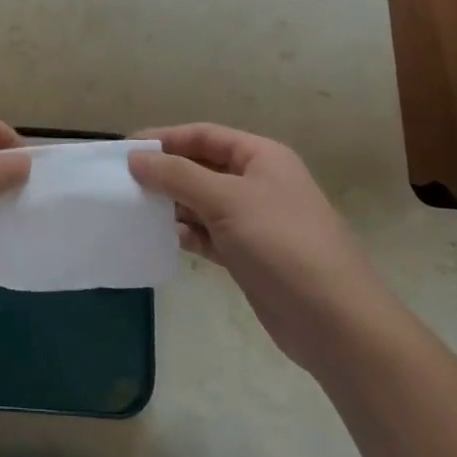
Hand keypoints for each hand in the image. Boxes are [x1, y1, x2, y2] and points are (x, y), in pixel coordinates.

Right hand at [128, 124, 394, 368]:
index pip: (204, 135)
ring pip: (201, 203)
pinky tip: (160, 238)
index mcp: (261, 157)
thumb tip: (136, 158)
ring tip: (133, 210)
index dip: (165, 139)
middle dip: (164, 173)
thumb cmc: (282, 244)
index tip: (125, 150)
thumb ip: (178, 176)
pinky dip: (185, 234)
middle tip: (122, 182)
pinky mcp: (248, 256)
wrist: (334, 320)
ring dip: (171, 205)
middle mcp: (258, 183)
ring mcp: (253, 221)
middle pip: (201, 167)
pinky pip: (207, 235)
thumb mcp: (227, 200)